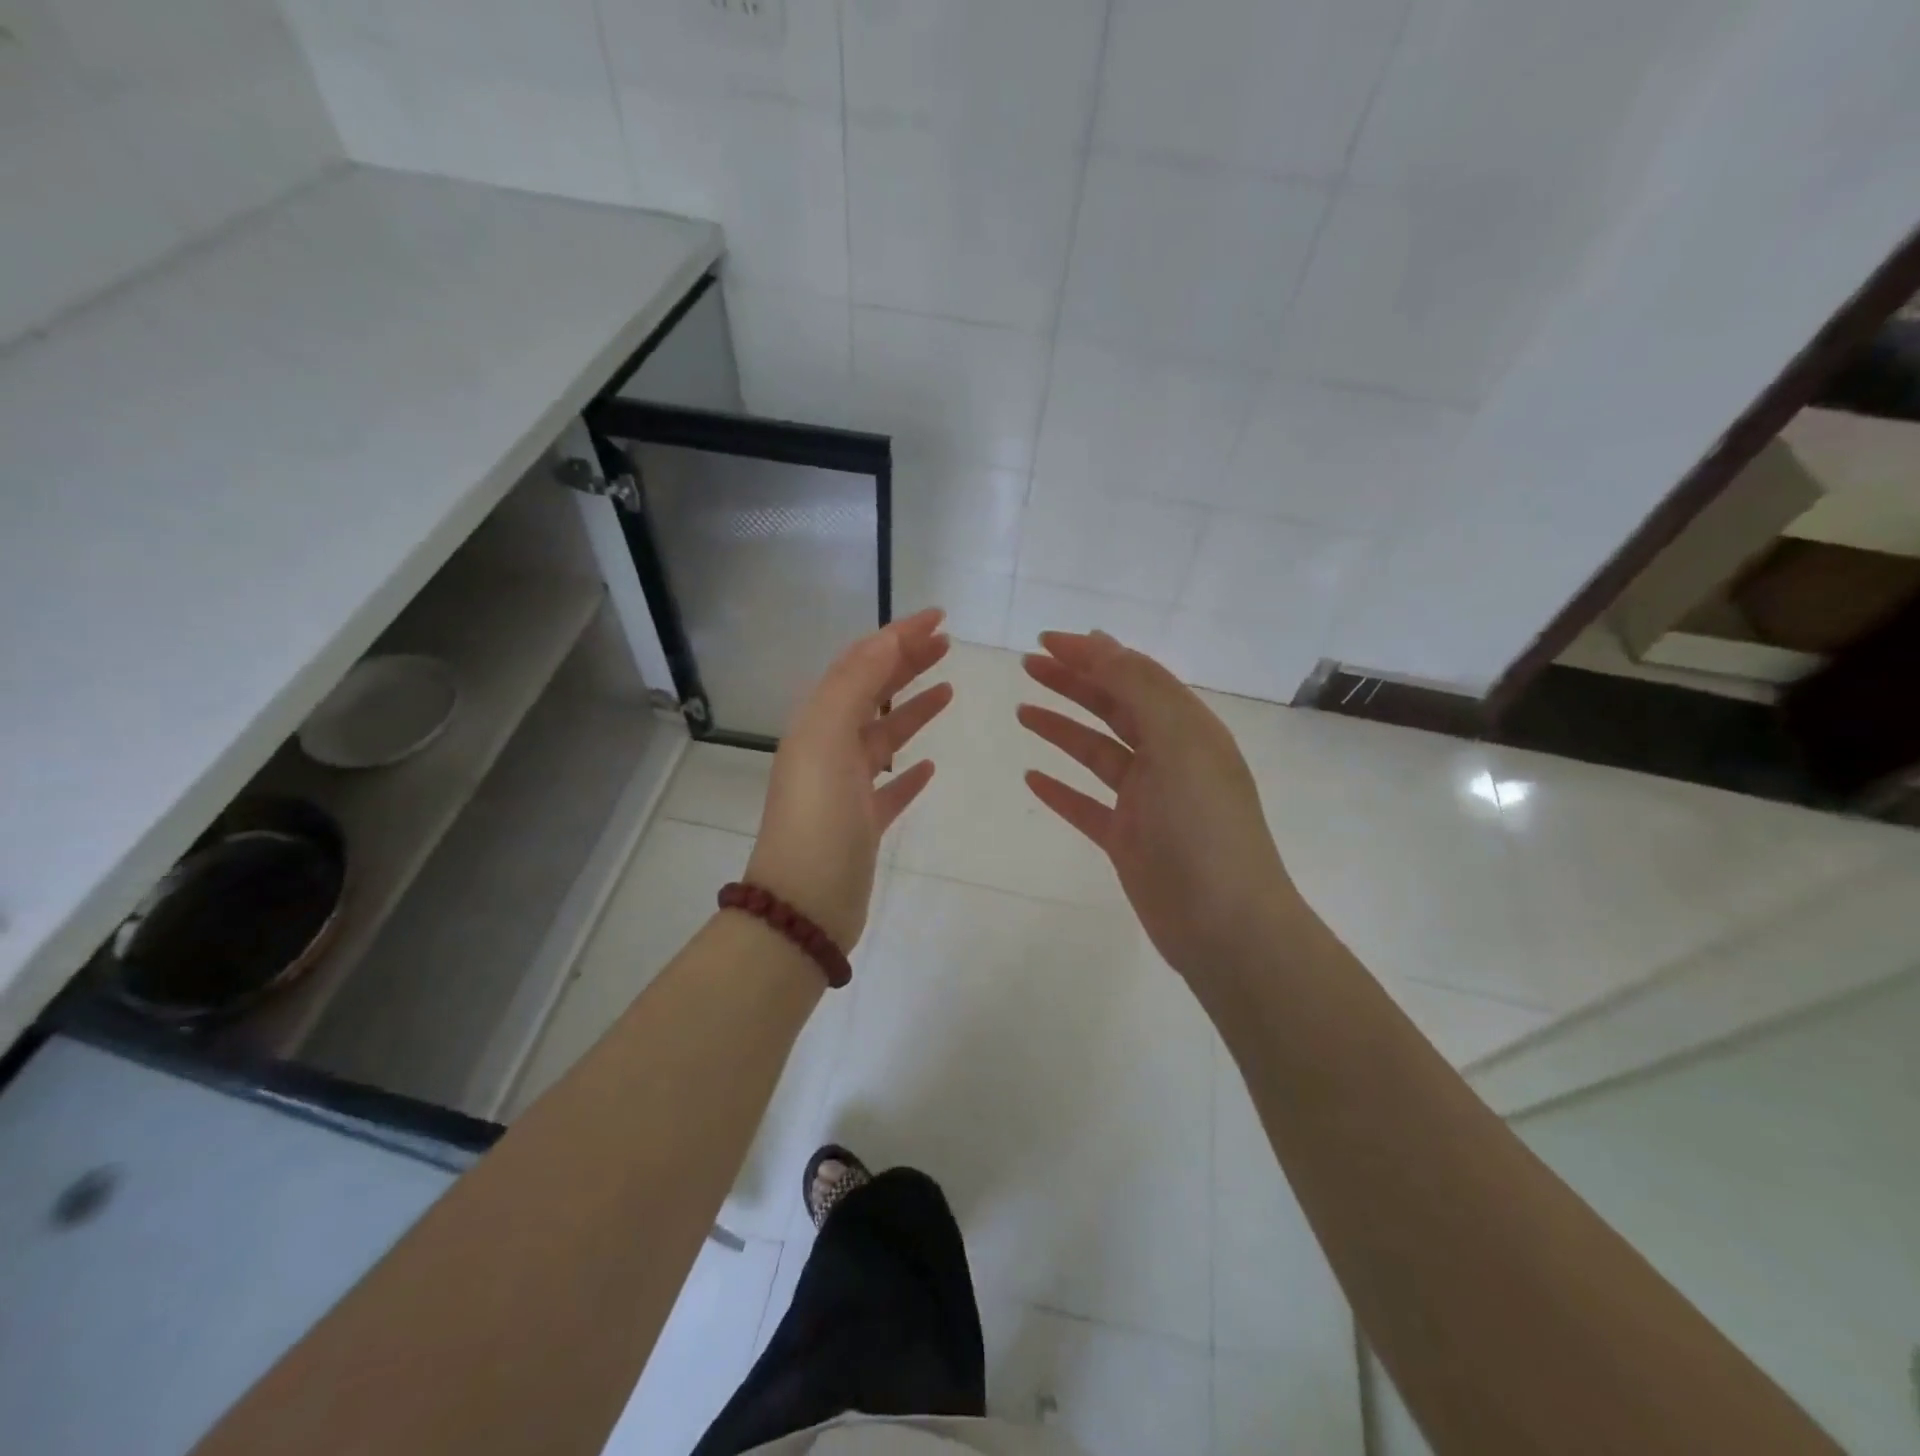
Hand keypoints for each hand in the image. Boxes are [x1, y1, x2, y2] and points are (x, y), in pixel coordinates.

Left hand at [744, 608, 952, 949]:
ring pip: (884, 737)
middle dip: (907, 664)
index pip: (860, 664)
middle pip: (872, 694)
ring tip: (948, 690)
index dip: (897, 637)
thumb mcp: (828, 739)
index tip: (939, 618)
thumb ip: (855, 685)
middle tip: (948, 645)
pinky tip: (930, 766)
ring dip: (912, 709)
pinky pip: (890, 787)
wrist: (804, 907)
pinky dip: (909, 771)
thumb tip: (886, 639)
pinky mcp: (862, 824)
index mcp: (818, 724)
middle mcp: (828, 749)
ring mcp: (844, 789)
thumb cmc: (818, 818)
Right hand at [1017, 630, 1300, 987]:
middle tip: (1027, 667)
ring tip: (1022, 712)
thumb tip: (1102, 644)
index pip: (1135, 676)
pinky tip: (1032, 778)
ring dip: (1062, 729)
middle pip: (1114, 709)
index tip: (1045, 641)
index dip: (1092, 655)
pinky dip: (1061, 789)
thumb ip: (1139, 689)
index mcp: (1187, 730)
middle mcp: (1169, 759)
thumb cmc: (1203, 826)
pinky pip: (1087, 805)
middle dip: (1072, 684)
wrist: (1224, 925)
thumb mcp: (1178, 743)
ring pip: (1097, 753)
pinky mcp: (1128, 840)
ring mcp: (1147, 802)